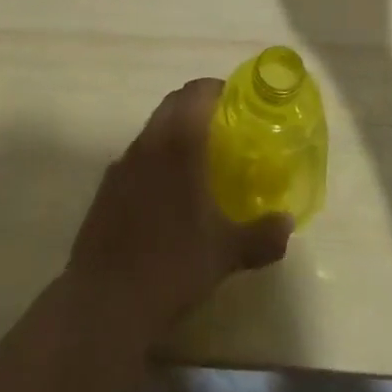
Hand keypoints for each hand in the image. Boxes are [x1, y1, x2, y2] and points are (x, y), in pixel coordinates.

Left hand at [67, 80, 292, 339]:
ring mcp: (122, 165)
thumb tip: (288, 222)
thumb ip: (261, 235)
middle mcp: (147, 143)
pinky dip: (156, 161)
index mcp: (177, 144)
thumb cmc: (171, 266)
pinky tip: (169, 196)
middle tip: (226, 130)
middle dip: (198, 108)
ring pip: (153, 131)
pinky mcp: (106, 189)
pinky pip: (137, 159)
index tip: (238, 102)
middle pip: (172, 105)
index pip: (195, 92)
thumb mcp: (226, 254)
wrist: (103, 302)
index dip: (217, 89)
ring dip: (175, 134)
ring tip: (200, 163)